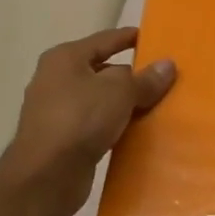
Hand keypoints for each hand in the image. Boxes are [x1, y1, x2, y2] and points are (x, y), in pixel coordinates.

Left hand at [0, 27, 175, 215]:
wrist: (45, 178)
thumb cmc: (80, 120)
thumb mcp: (120, 92)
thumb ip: (145, 79)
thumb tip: (168, 65)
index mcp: (65, 58)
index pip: (105, 39)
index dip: (129, 37)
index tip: (154, 38)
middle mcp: (56, 79)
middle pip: (102, 70)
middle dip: (131, 76)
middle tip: (163, 79)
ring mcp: (56, 111)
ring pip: (100, 99)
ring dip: (124, 103)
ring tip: (157, 105)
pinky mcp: (62, 139)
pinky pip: (96, 124)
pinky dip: (115, 125)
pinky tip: (137, 131)